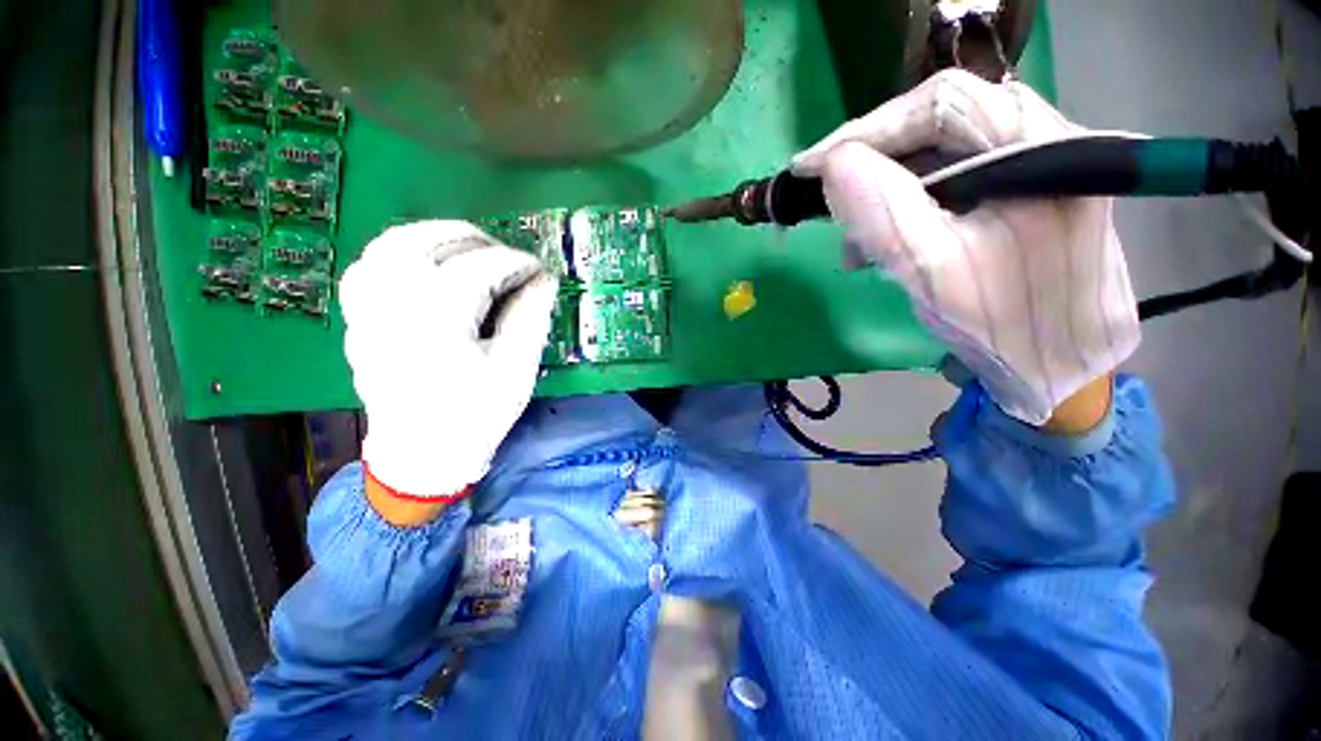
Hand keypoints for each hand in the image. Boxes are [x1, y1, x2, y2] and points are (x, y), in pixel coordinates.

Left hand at [339, 220, 557, 501]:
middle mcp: (392, 304)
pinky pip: (370, 264)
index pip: (479, 267)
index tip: (540, 270)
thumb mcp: (516, 369)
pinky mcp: (358, 317)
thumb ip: (531, 317)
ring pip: (392, 243)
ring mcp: (367, 308)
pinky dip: (400, 251)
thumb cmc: (476, 415)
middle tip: (508, 257)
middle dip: (477, 241)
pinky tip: (424, 262)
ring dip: (435, 236)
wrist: (422, 454)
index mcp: (436, 320)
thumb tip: (544, 279)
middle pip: (430, 243)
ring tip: (469, 248)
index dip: (516, 262)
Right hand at [792, 69, 1138, 426]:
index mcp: (1043, 147)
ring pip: (937, 152)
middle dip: (873, 163)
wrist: (1059, 366)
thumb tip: (831, 165)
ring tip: (856, 244)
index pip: (943, 103)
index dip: (867, 130)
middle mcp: (1043, 138)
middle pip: (939, 121)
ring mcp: (1030, 164)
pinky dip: (903, 205)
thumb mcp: (933, 271)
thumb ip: (883, 213)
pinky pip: (946, 178)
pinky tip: (883, 242)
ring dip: (884, 190)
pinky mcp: (1015, 189)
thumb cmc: (1004, 325)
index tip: (810, 168)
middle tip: (830, 205)